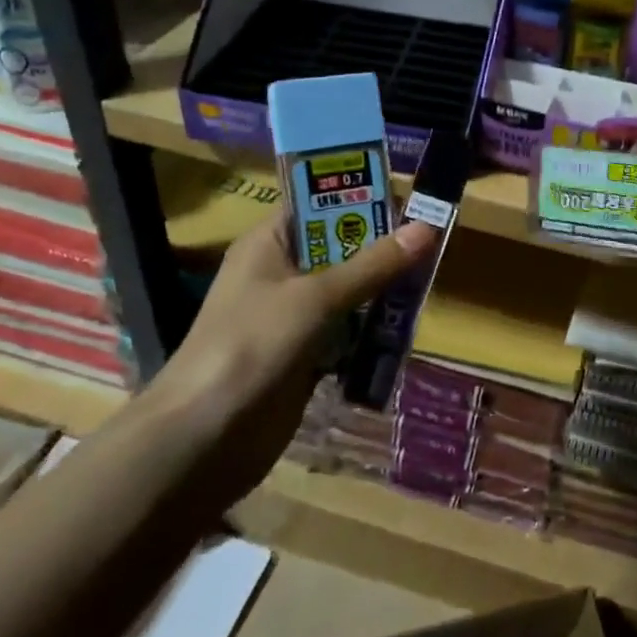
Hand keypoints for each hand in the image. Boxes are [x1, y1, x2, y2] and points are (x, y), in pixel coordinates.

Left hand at [156, 212, 436, 468]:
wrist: (204, 438)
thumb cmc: (253, 346)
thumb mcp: (317, 297)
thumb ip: (373, 265)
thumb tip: (427, 227)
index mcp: (269, 244)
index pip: (317, 203)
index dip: (360, 197)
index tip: (409, 200)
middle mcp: (280, 274)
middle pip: (339, 248)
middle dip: (381, 249)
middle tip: (432, 245)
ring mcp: (291, 318)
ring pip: (347, 293)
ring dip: (381, 293)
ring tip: (427, 285)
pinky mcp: (303, 356)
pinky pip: (346, 333)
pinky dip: (370, 333)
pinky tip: (403, 331)